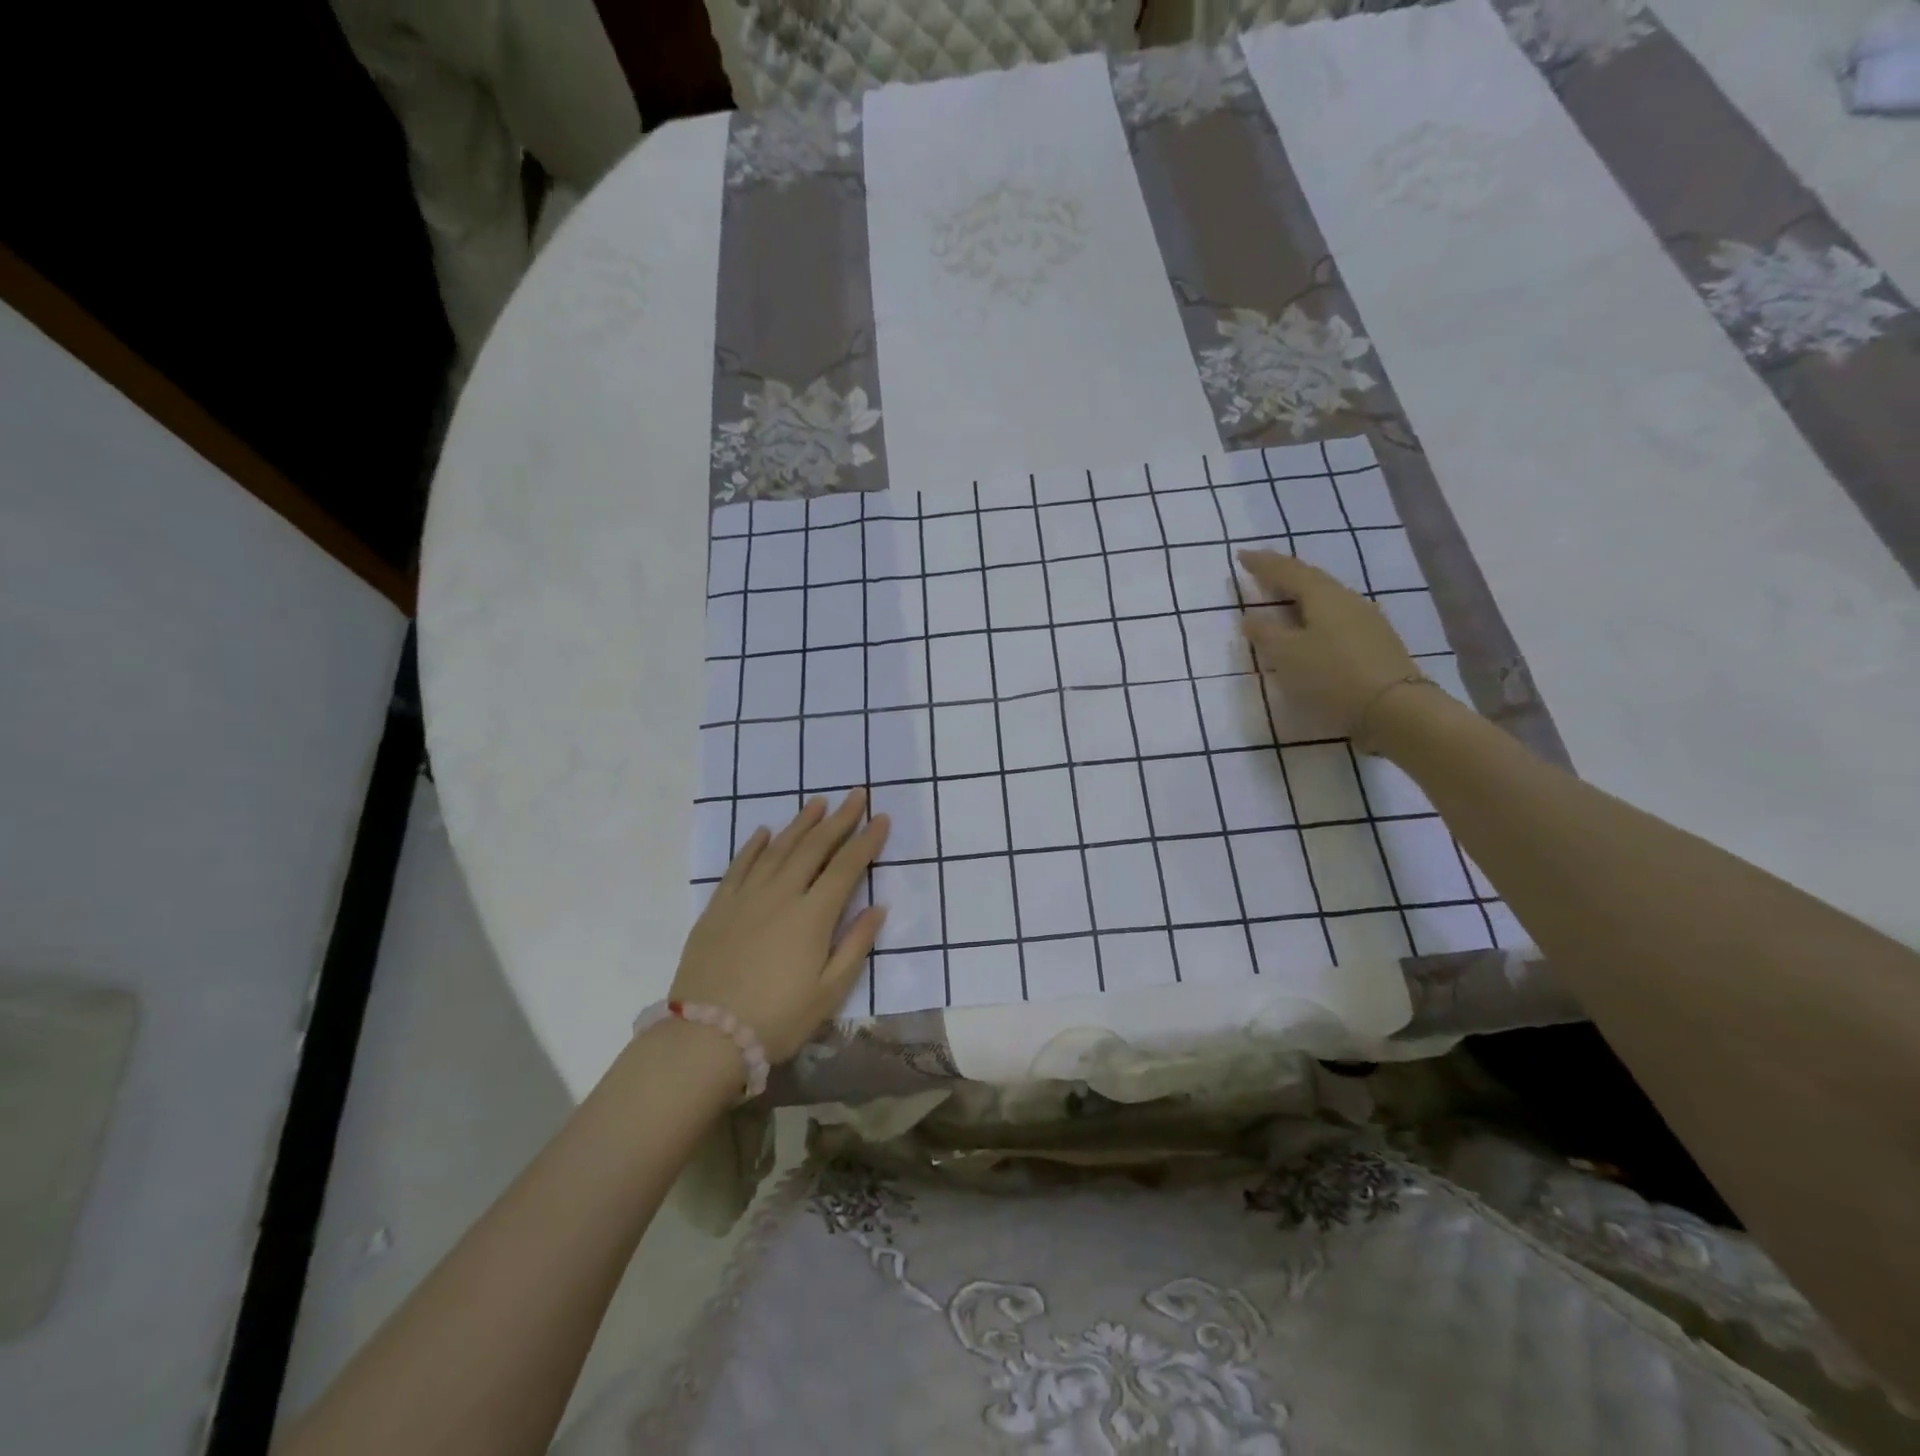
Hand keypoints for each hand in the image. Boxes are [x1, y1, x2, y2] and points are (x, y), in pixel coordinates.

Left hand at [670, 791, 888, 1061]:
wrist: (706, 1036)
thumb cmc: (777, 1019)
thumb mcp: (829, 992)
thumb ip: (856, 945)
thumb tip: (879, 907)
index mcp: (813, 915)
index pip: (847, 866)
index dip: (867, 841)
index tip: (882, 818)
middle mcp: (781, 894)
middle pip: (815, 847)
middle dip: (839, 819)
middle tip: (855, 795)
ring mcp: (746, 896)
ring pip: (778, 848)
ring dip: (800, 823)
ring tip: (818, 803)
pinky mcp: (719, 906)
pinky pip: (740, 865)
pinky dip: (754, 845)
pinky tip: (764, 831)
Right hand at [1237, 549, 1421, 740]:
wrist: (1394, 708)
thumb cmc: (1331, 676)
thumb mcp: (1286, 656)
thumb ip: (1265, 633)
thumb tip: (1250, 616)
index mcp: (1323, 596)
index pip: (1287, 571)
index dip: (1262, 563)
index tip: (1242, 554)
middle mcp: (1347, 599)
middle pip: (1311, 579)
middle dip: (1284, 573)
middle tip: (1262, 571)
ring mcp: (1366, 619)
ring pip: (1326, 597)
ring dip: (1301, 594)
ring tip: (1284, 597)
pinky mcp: (1375, 641)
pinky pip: (1337, 616)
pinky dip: (1316, 614)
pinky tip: (1312, 626)